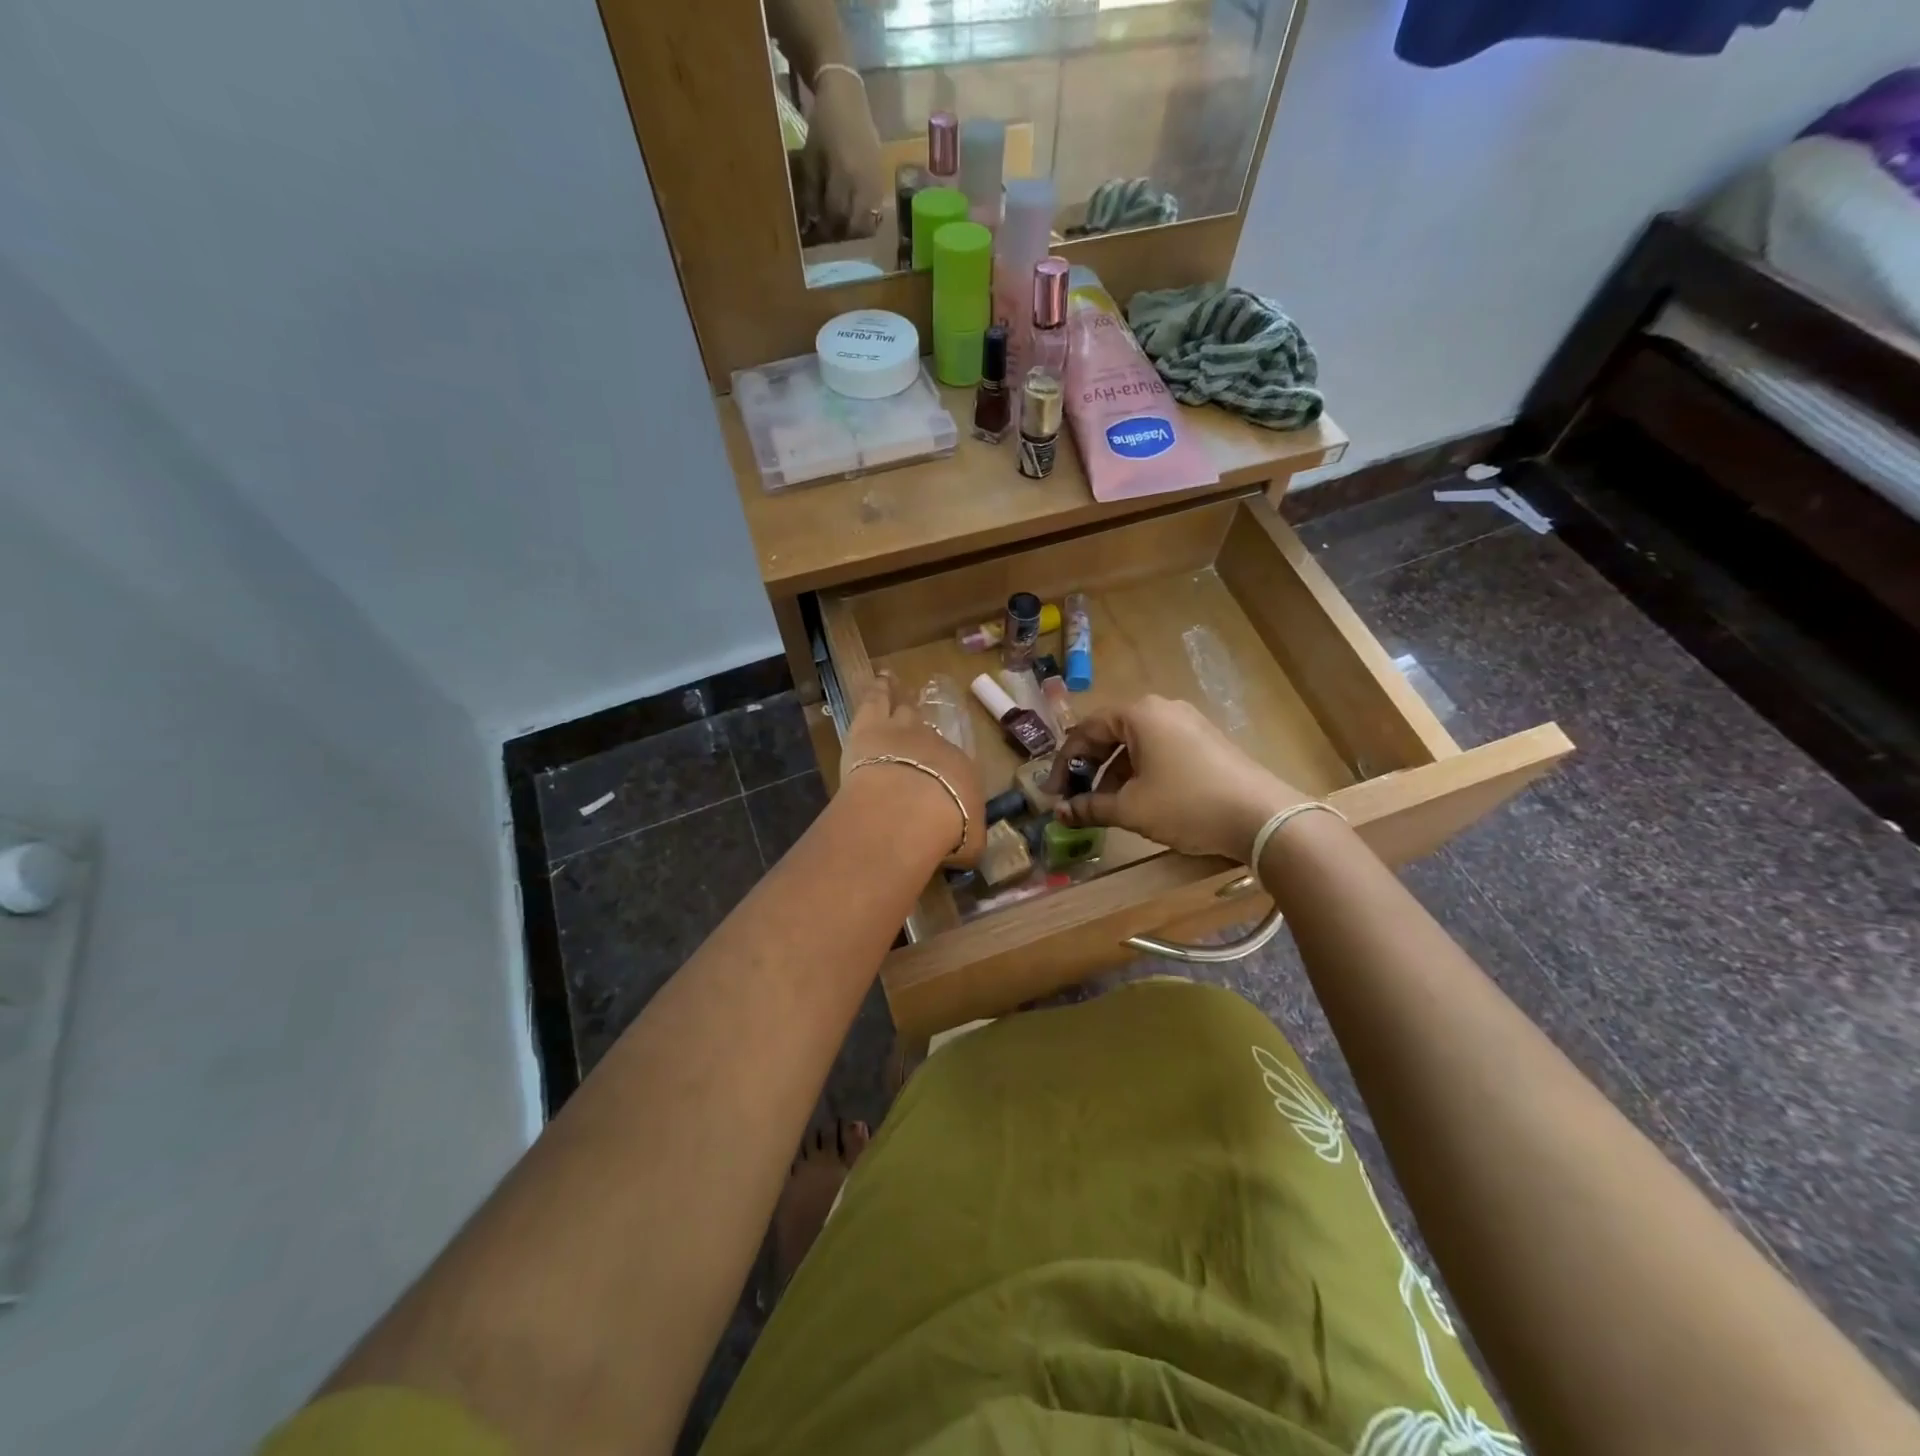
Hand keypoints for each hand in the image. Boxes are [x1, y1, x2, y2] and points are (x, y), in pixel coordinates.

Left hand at [796, 71, 884, 242]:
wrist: (848, 98)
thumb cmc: (824, 125)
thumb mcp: (811, 157)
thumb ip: (811, 191)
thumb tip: (812, 221)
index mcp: (844, 175)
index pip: (836, 216)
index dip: (825, 229)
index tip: (815, 233)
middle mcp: (864, 184)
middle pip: (855, 226)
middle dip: (840, 233)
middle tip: (828, 230)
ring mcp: (877, 185)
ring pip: (868, 224)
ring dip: (853, 229)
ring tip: (841, 224)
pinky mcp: (883, 183)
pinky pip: (876, 213)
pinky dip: (864, 219)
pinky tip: (853, 212)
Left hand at [840, 675, 984, 865]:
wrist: (912, 808)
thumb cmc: (947, 830)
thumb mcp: (970, 845)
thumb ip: (970, 841)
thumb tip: (970, 845)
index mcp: (961, 772)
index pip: (953, 767)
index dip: (944, 773)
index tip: (937, 783)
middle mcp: (936, 744)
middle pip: (928, 734)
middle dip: (922, 735)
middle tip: (918, 728)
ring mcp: (904, 730)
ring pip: (904, 709)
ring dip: (901, 700)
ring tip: (896, 686)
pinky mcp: (871, 725)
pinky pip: (877, 698)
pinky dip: (879, 687)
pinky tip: (881, 677)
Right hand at [1045, 695, 1308, 862]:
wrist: (1262, 818)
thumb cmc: (1186, 804)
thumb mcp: (1131, 809)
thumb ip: (1090, 807)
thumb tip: (1059, 813)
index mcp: (1139, 713)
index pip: (1086, 730)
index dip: (1063, 763)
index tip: (1052, 793)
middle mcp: (1162, 709)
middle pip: (1111, 734)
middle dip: (1088, 768)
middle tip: (1075, 798)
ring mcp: (1188, 723)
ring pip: (1136, 744)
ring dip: (1114, 774)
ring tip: (1105, 806)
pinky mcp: (1206, 742)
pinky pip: (1160, 750)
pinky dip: (1141, 772)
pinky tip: (1139, 801)